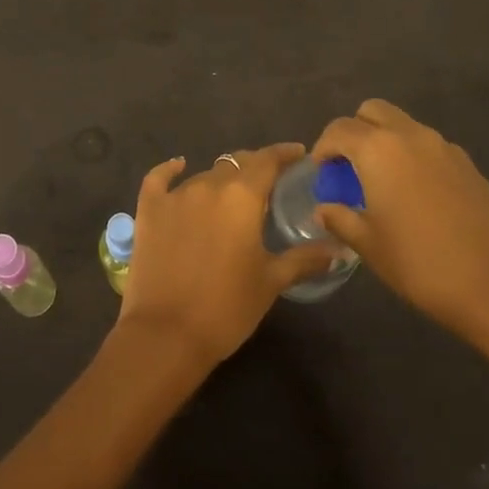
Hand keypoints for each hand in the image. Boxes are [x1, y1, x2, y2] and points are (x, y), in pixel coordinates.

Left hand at [116, 143, 337, 368]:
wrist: (167, 334)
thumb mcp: (271, 281)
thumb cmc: (227, 307)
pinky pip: (159, 179)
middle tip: (268, 183)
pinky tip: (178, 166)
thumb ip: (305, 258)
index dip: (284, 153)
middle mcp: (208, 185)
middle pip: (236, 164)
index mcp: (242, 197)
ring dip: (221, 180)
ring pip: (204, 175)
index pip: (267, 160)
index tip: (299, 154)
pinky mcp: (148, 210)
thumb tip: (340, 249)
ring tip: (232, 195)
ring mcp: (174, 196)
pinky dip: (170, 170)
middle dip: (254, 167)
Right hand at [311, 99, 488, 353]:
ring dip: (385, 142)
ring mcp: (445, 148)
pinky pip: (429, 146)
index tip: (321, 173)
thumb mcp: (368, 245)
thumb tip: (323, 209)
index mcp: (379, 149)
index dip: (323, 148)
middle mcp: (412, 136)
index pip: (339, 129)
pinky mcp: (469, 165)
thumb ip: (340, 218)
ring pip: (404, 126)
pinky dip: (413, 157)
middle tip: (349, 167)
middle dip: (355, 131)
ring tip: (381, 182)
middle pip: (373, 111)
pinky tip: (415, 196)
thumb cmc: (420, 264)